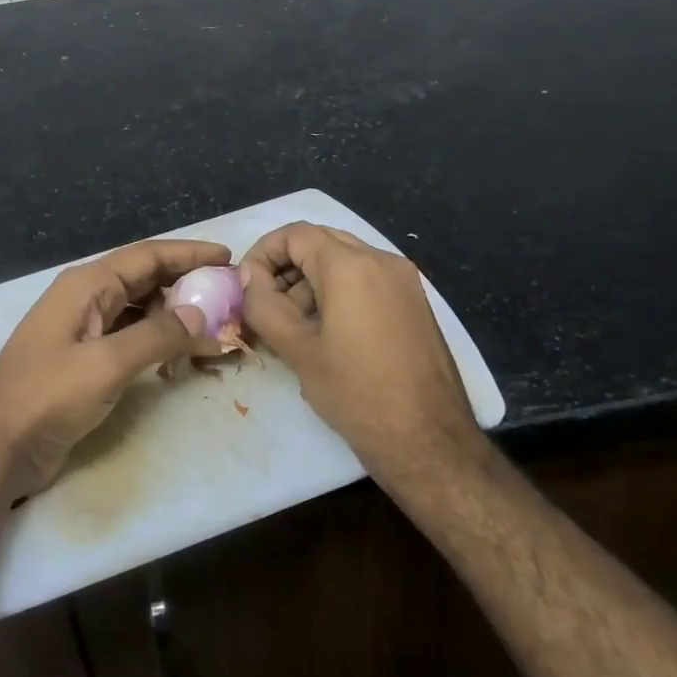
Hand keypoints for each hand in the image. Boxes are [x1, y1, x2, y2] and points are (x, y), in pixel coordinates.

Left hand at [0, 239, 227, 496]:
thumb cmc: (47, 396)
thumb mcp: (106, 363)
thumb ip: (157, 336)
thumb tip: (201, 314)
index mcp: (87, 285)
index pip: (148, 256)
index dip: (189, 253)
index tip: (228, 257)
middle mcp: (86, 299)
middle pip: (145, 280)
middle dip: (187, 284)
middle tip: (229, 296)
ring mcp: (84, 330)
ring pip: (140, 310)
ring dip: (175, 316)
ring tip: (215, 327)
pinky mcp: (85, 361)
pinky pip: (130, 339)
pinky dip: (158, 342)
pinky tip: (182, 356)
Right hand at [240, 223, 483, 474]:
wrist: (430, 442)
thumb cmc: (356, 393)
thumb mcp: (298, 349)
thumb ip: (263, 304)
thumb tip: (247, 277)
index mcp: (351, 265)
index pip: (295, 234)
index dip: (263, 253)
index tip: (247, 286)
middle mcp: (382, 260)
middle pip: (321, 242)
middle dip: (286, 267)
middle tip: (266, 305)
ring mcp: (404, 281)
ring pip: (345, 261)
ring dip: (311, 281)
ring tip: (293, 326)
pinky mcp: (415, 303)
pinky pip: (367, 280)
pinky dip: (339, 292)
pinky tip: (327, 333)